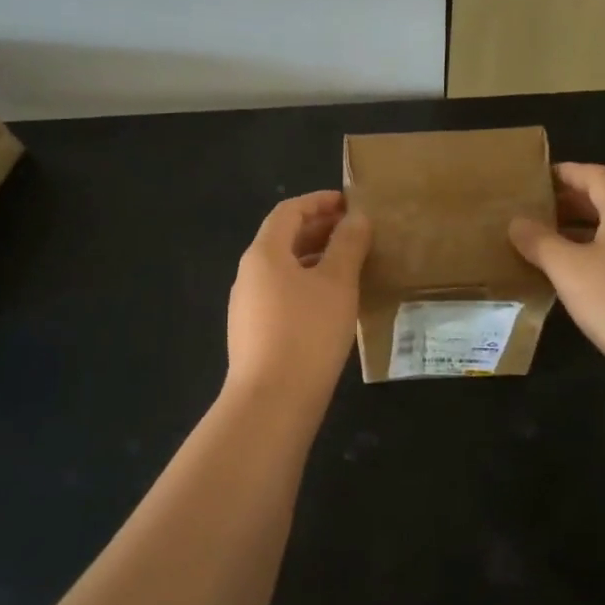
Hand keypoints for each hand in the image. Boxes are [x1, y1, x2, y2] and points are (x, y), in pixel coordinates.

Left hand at [225, 190, 370, 411]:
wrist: (271, 402)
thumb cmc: (307, 332)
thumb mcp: (337, 284)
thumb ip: (348, 245)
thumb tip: (357, 218)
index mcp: (264, 253)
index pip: (289, 211)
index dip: (319, 202)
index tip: (350, 203)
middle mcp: (248, 274)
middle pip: (283, 238)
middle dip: (319, 230)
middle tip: (356, 233)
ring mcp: (247, 306)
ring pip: (284, 269)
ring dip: (315, 259)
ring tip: (350, 265)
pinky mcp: (253, 333)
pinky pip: (282, 294)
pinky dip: (307, 285)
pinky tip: (331, 303)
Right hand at [508, 163, 604, 399]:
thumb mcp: (568, 268)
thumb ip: (540, 242)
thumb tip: (516, 221)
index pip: (598, 176)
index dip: (569, 172)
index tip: (539, 176)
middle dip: (571, 202)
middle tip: (535, 209)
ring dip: (580, 232)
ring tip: (545, 243)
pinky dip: (592, 259)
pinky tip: (572, 280)